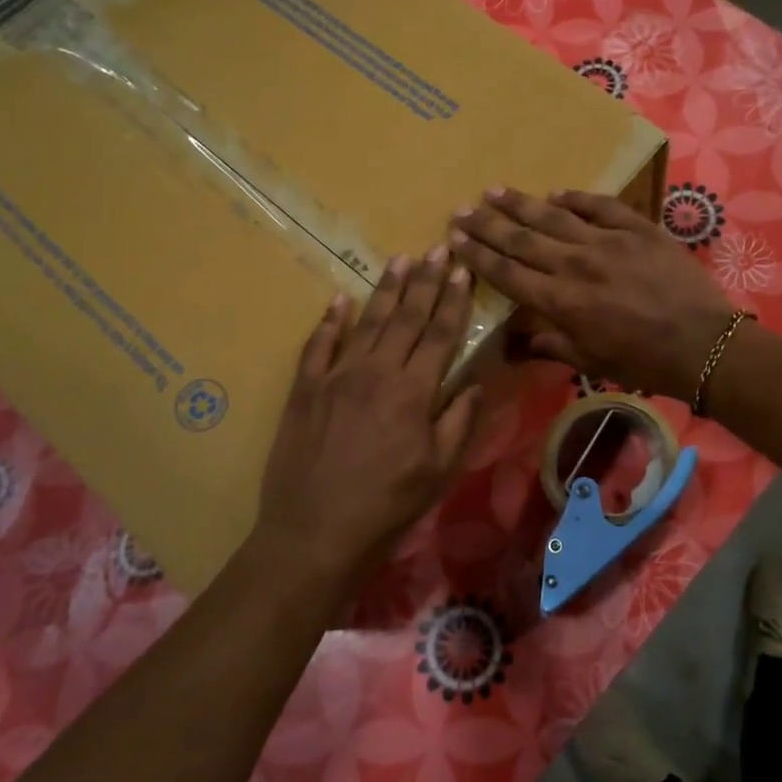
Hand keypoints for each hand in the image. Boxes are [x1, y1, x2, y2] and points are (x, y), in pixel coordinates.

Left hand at [253, 248, 481, 590]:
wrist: (315, 533)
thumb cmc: (387, 506)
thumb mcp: (439, 470)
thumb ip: (459, 421)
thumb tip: (476, 382)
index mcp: (413, 392)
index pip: (439, 334)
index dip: (453, 300)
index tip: (462, 270)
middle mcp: (375, 372)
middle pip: (405, 318)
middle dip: (424, 281)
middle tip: (436, 248)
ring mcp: (336, 377)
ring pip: (367, 322)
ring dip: (385, 290)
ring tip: (399, 259)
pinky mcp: (305, 390)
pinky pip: (318, 345)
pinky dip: (330, 320)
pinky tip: (340, 299)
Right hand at [450, 188, 735, 398]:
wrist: (702, 343)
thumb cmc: (643, 361)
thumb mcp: (590, 362)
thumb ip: (549, 346)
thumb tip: (513, 344)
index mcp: (561, 301)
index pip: (507, 273)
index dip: (478, 256)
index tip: (455, 239)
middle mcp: (575, 265)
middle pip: (522, 239)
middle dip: (487, 224)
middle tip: (462, 208)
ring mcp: (607, 241)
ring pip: (554, 216)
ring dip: (521, 204)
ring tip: (495, 191)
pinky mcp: (638, 227)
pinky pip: (600, 206)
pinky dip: (577, 198)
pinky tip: (557, 192)